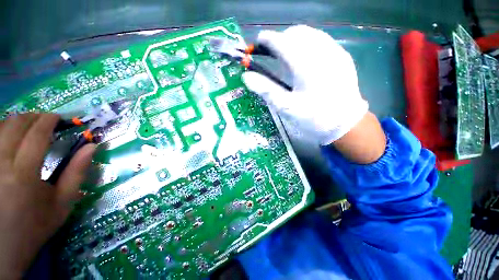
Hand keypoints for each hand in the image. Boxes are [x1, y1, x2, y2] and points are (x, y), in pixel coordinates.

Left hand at [0, 113, 94, 278]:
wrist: (4, 247)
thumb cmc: (36, 226)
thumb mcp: (63, 203)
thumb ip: (77, 173)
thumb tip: (92, 146)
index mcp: (23, 175)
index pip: (36, 135)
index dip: (48, 121)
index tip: (58, 118)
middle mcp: (1, 164)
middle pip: (15, 125)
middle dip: (32, 117)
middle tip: (45, 121)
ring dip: (17, 121)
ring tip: (28, 126)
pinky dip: (2, 130)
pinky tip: (9, 136)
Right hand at [242, 25, 368, 145]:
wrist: (345, 124)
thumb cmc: (313, 118)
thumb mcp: (286, 107)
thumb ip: (266, 89)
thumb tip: (246, 76)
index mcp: (305, 65)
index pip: (281, 42)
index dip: (267, 40)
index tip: (258, 43)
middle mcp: (321, 51)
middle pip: (296, 33)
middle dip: (280, 39)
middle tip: (271, 53)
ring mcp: (335, 52)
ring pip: (310, 34)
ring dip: (294, 40)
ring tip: (286, 55)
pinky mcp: (342, 57)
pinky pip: (321, 41)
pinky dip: (307, 44)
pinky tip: (304, 59)